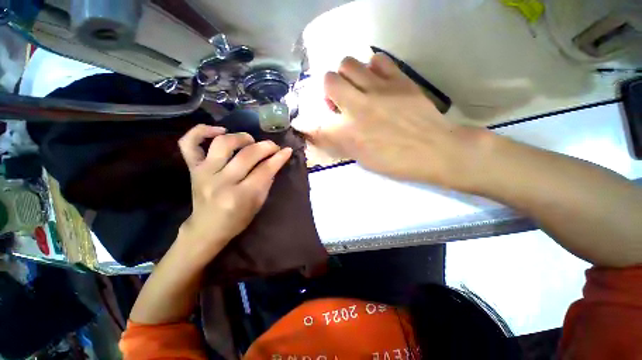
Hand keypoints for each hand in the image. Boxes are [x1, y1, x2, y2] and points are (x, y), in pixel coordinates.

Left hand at [176, 125, 292, 265]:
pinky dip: (202, 131)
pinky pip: (189, 143)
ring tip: (250, 140)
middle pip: (247, 155)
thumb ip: (266, 181)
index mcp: (240, 196)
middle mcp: (221, 182)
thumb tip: (274, 161)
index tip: (287, 150)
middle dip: (266, 146)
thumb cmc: (237, 220)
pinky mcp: (193, 169)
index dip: (278, 158)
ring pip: (223, 143)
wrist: (206, 228)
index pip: (264, 170)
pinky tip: (219, 131)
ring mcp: (204, 173)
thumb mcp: (258, 204)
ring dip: (241, 137)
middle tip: (273, 146)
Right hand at [294, 54, 491, 189]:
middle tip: (340, 98)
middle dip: (330, 89)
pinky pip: (377, 59)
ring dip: (347, 75)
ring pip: (348, 63)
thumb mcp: (363, 159)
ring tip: (357, 86)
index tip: (308, 123)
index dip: (308, 122)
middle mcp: (357, 107)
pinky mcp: (398, 79)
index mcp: (349, 134)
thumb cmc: (396, 162)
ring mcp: (378, 89)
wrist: (435, 150)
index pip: (316, 123)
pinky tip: (376, 79)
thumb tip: (325, 133)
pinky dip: (372, 67)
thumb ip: (341, 144)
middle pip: (328, 80)